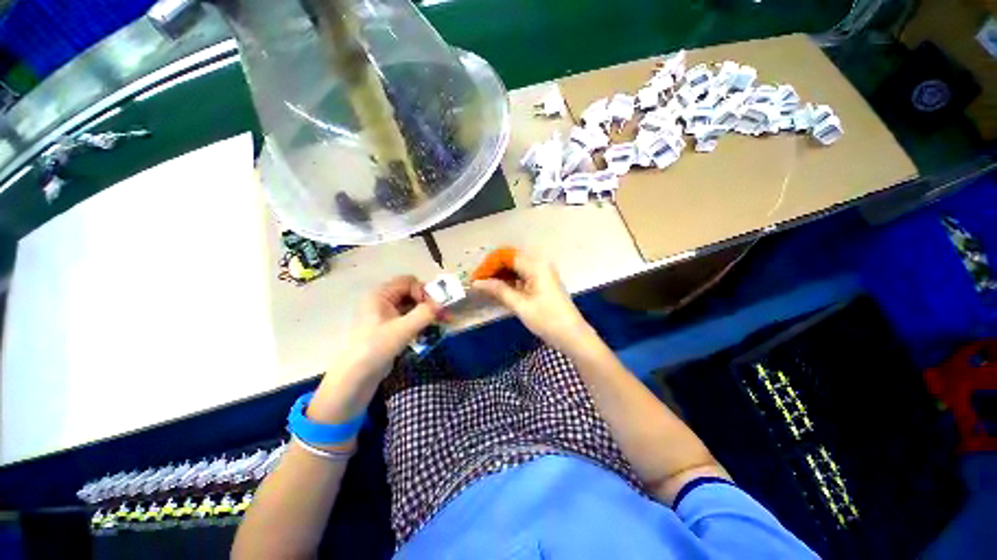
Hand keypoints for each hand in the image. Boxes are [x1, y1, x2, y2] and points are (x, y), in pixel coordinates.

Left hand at [346, 275, 440, 377]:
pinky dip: (421, 321)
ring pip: (412, 305)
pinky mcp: (390, 326)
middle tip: (444, 315)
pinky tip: (430, 330)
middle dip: (428, 302)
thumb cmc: (377, 348)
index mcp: (381, 294)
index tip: (434, 308)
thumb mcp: (403, 329)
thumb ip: (425, 313)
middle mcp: (383, 299)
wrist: (357, 377)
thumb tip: (443, 304)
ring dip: (427, 312)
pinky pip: (410, 316)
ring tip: (442, 322)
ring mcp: (386, 313)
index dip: (423, 292)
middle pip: (412, 292)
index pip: (409, 282)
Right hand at [472, 253, 591, 351]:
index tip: (476, 276)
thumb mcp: (520, 305)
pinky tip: (499, 291)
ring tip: (485, 287)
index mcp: (536, 266)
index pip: (507, 256)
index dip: (490, 264)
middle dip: (494, 270)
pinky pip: (522, 278)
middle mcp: (540, 265)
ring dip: (501, 276)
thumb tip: (477, 282)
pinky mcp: (542, 284)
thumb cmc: (547, 320)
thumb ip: (499, 290)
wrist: (572, 335)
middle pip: (512, 261)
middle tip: (478, 283)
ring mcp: (542, 274)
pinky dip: (510, 283)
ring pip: (516, 269)